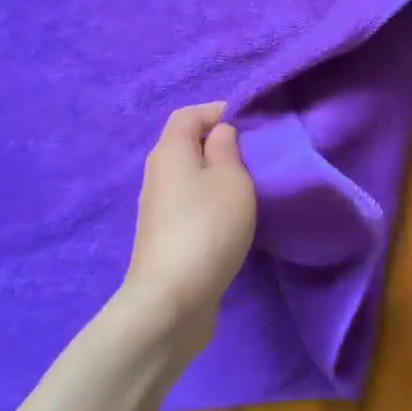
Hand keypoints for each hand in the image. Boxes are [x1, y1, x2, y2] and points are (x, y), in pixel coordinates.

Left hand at [122, 103, 256, 347]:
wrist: (171, 299)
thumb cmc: (207, 227)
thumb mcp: (231, 179)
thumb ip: (227, 148)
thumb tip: (219, 133)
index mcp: (170, 151)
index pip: (188, 114)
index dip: (217, 111)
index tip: (250, 123)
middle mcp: (157, 173)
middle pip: (185, 143)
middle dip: (218, 143)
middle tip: (254, 155)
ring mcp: (157, 207)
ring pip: (188, 175)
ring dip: (215, 174)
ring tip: (247, 186)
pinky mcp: (164, 235)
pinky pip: (188, 202)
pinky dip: (208, 200)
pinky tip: (230, 217)